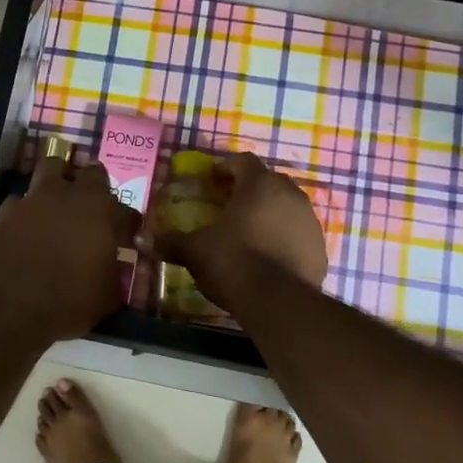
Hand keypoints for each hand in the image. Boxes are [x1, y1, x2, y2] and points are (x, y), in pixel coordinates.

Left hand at [0, 154, 140, 345]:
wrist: (11, 310)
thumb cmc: (69, 302)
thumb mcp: (107, 296)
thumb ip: (114, 272)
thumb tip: (114, 268)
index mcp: (101, 212)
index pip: (125, 209)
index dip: (126, 223)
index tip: (125, 235)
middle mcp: (69, 196)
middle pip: (90, 172)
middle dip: (96, 185)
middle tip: (95, 206)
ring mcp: (34, 200)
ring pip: (50, 169)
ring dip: (58, 181)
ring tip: (59, 201)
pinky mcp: (5, 212)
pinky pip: (19, 201)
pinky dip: (26, 210)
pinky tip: (26, 227)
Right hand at [156, 152, 327, 310]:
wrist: (278, 301)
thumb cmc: (233, 262)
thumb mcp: (196, 251)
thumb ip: (171, 242)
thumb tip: (142, 239)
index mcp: (259, 185)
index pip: (243, 161)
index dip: (225, 167)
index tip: (212, 179)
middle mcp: (289, 194)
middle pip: (267, 182)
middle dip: (249, 190)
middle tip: (229, 206)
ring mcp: (309, 220)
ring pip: (286, 207)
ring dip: (269, 214)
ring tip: (250, 232)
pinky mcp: (320, 247)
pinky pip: (298, 234)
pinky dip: (284, 238)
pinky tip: (269, 256)